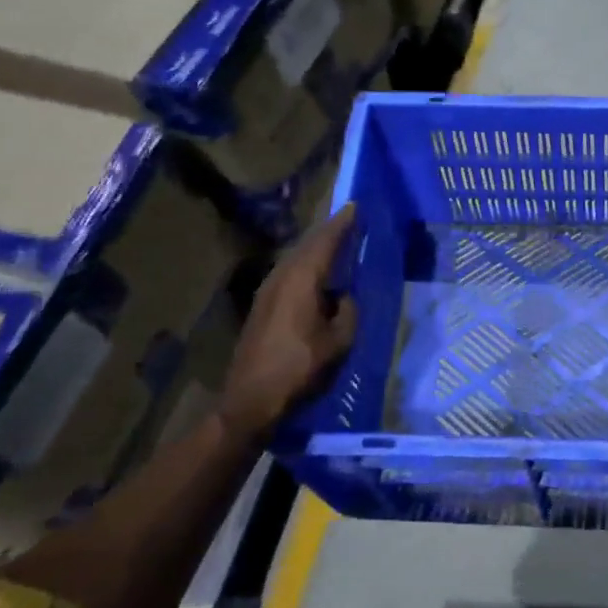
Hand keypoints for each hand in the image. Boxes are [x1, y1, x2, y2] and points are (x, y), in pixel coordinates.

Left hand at [218, 205, 358, 440]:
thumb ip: (347, 311)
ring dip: (316, 248)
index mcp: (301, 280)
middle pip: (307, 245)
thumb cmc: (300, 369)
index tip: (356, 206)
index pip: (324, 242)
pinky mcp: (262, 307)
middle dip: (329, 231)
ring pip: (295, 258)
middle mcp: (281, 278)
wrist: (251, 401)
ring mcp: (267, 292)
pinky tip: (317, 275)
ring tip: (337, 243)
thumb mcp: (339, 342)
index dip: (342, 223)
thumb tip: (343, 296)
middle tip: (350, 220)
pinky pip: (289, 272)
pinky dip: (306, 265)